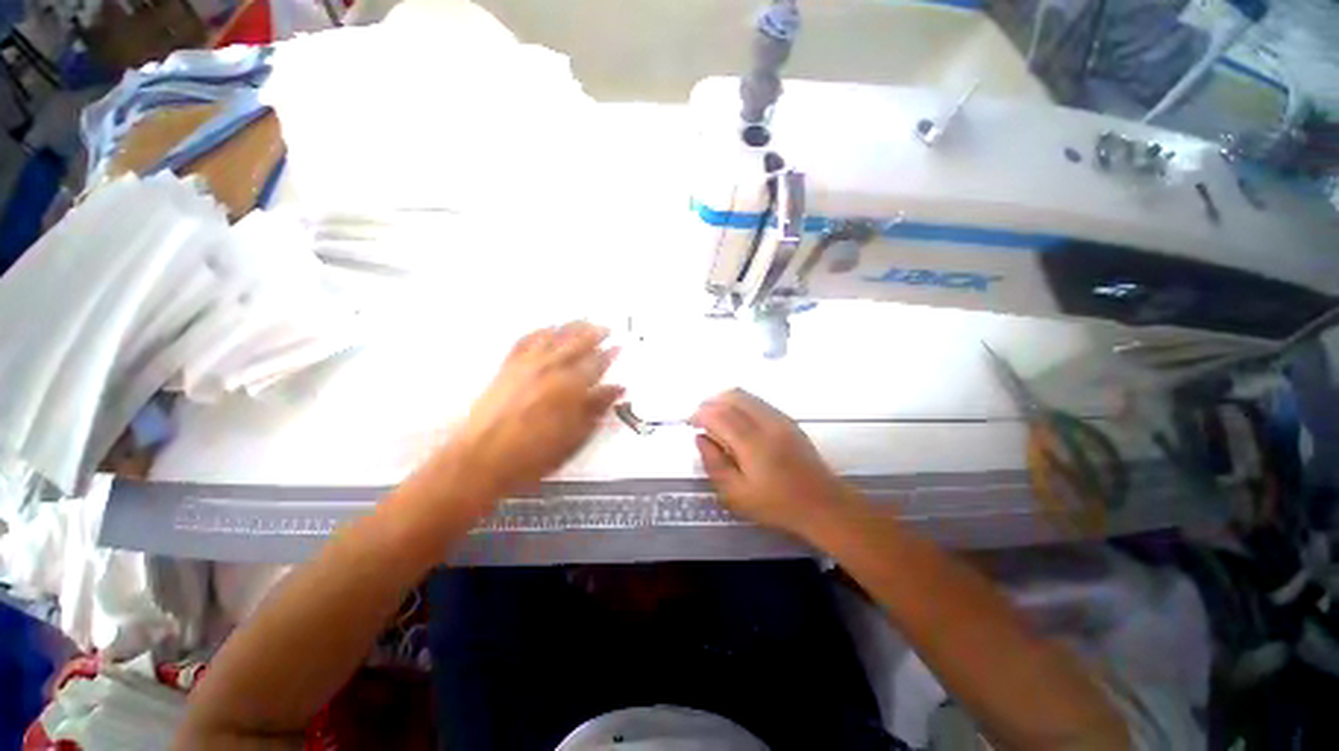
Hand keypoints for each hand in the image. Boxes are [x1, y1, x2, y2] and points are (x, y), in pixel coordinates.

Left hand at [448, 321, 622, 500]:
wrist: (481, 459)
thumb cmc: (535, 454)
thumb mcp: (575, 436)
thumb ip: (597, 407)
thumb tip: (617, 388)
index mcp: (570, 386)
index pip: (596, 363)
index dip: (609, 355)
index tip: (619, 347)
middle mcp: (550, 367)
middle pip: (576, 343)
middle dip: (594, 333)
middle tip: (606, 328)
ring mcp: (527, 364)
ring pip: (553, 336)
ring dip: (571, 327)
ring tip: (583, 321)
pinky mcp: (507, 367)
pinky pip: (526, 340)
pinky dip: (540, 331)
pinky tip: (547, 329)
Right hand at [690, 389, 858, 538]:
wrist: (821, 504)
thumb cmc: (776, 505)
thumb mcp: (735, 494)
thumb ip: (714, 463)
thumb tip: (700, 437)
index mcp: (752, 443)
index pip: (720, 414)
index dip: (700, 413)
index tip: (689, 423)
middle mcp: (767, 423)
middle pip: (733, 396)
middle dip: (711, 402)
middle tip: (700, 420)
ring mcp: (780, 418)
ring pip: (746, 396)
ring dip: (725, 401)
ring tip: (716, 421)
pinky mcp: (788, 420)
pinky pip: (758, 402)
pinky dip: (740, 405)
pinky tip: (737, 424)